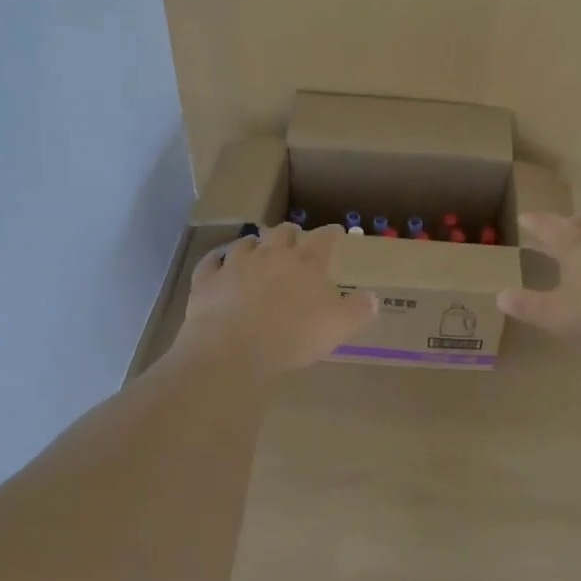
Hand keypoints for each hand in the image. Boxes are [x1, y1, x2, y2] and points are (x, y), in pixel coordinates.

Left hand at [177, 223, 378, 374]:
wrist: (234, 349)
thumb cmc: (294, 337)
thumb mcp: (339, 327)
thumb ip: (359, 310)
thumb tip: (373, 298)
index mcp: (306, 262)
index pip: (323, 239)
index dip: (331, 233)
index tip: (336, 232)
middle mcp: (271, 254)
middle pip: (282, 232)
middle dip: (290, 233)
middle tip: (294, 238)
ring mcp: (236, 264)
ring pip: (246, 242)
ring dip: (254, 243)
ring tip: (257, 248)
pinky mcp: (207, 279)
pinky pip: (211, 261)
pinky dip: (217, 259)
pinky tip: (218, 261)